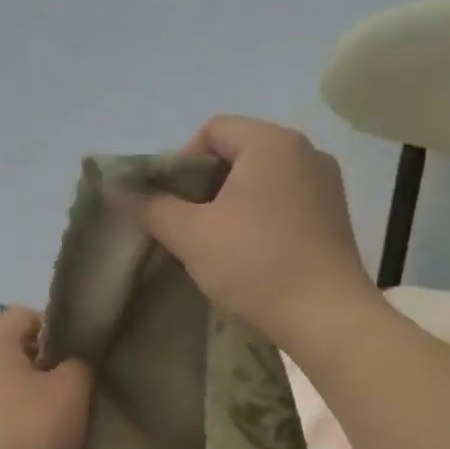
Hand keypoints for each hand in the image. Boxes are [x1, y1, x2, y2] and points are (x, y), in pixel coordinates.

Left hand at [0, 307, 91, 448]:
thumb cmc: (24, 438)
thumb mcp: (71, 395)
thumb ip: (79, 365)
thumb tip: (70, 364)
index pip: (26, 315)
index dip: (59, 332)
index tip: (80, 363)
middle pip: (9, 350)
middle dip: (42, 369)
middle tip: (70, 397)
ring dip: (22, 399)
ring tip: (49, 429)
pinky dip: (3, 424)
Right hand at [124, 116, 379, 351]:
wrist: (327, 318)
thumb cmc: (256, 265)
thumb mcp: (192, 235)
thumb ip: (151, 206)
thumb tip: (114, 188)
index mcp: (272, 142)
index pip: (213, 130)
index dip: (181, 162)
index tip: (171, 204)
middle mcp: (306, 151)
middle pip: (239, 153)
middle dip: (206, 186)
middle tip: (188, 226)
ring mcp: (326, 185)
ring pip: (263, 180)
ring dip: (232, 204)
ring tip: (217, 243)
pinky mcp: (336, 216)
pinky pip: (287, 201)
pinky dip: (261, 217)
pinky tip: (252, 253)